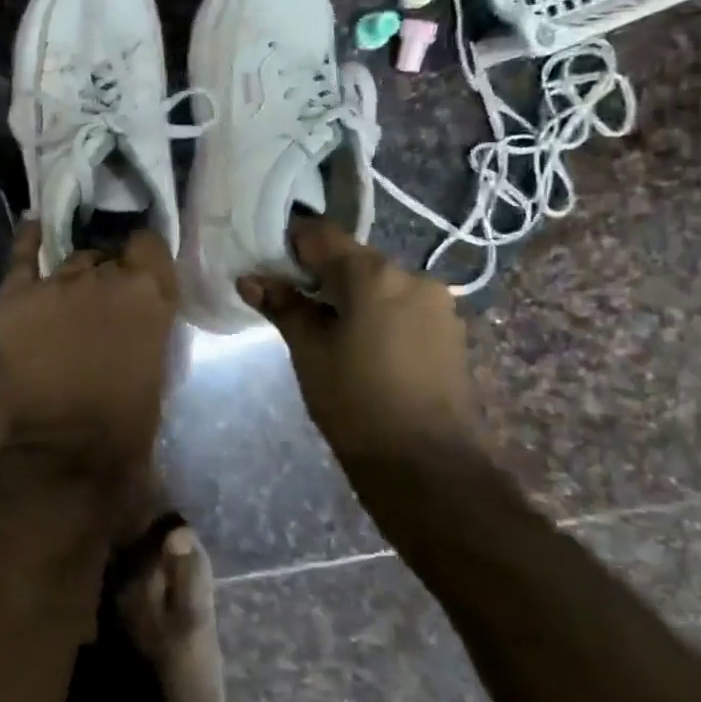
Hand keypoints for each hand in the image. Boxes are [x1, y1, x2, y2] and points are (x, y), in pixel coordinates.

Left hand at [0, 222, 178, 472]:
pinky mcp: (14, 299)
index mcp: (149, 293)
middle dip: (103, 277)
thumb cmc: (126, 423)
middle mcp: (104, 276)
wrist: (67, 456)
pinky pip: (20, 257)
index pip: (149, 244)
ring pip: (68, 261)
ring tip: (64, 304)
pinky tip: (32, 228)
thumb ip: (145, 320)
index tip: (137, 274)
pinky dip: (27, 242)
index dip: (142, 259)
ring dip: (70, 279)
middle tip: (96, 309)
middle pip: (104, 256)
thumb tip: (131, 307)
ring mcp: (56, 284)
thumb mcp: (156, 362)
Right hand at [238, 218, 478, 465]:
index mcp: (373, 274)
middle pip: (353, 259)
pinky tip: (363, 347)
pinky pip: (402, 306)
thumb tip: (250, 279)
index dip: (290, 243)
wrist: (428, 466)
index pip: (321, 235)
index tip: (268, 263)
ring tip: (328, 332)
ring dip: (351, 295)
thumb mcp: (309, 353)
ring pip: (379, 284)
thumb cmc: (355, 404)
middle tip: (292, 304)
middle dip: (320, 275)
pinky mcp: (450, 330)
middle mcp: (411, 275)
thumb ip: (283, 307)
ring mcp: (437, 303)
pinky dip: (377, 313)